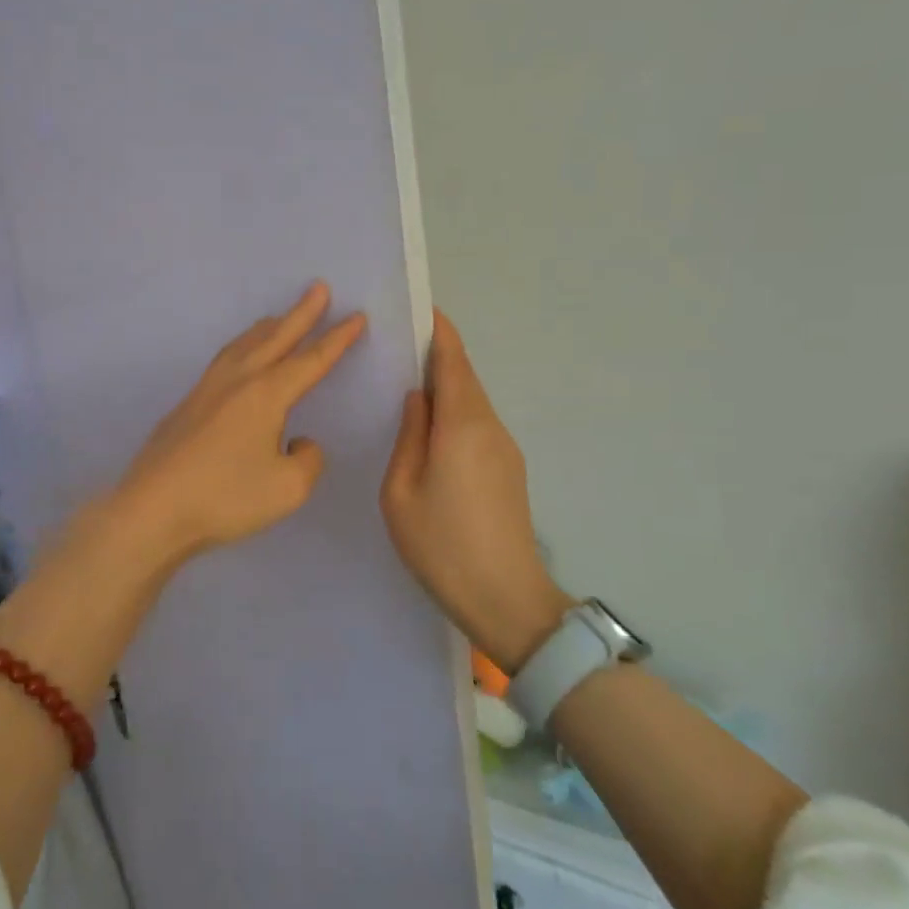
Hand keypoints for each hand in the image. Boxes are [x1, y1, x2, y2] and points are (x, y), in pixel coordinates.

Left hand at [110, 283, 366, 566]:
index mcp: (266, 395)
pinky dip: (242, 346)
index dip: (337, 339)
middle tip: (318, 287)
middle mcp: (237, 381)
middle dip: (301, 313)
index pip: (311, 360)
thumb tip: (297, 440)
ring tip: (279, 316)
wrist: (152, 509)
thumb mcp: (288, 488)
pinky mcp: (187, 404)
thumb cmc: (225, 498)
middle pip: (275, 338)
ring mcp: (207, 390)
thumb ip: (307, 459)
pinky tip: (239, 358)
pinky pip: (225, 360)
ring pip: (244, 345)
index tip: (356, 316)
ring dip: (267, 328)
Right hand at [381, 312, 571, 671]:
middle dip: (437, 355)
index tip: (419, 308)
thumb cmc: (442, 546)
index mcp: (462, 426)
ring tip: (407, 382)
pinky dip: (454, 411)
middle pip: (464, 377)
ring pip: (471, 402)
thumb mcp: (401, 492)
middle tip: (399, 345)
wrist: (507, 600)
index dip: (439, 331)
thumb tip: (416, 398)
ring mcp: (505, 449)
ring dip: (445, 385)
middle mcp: (490, 427)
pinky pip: (477, 424)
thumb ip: (408, 436)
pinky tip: (431, 427)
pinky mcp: (509, 469)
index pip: (453, 361)